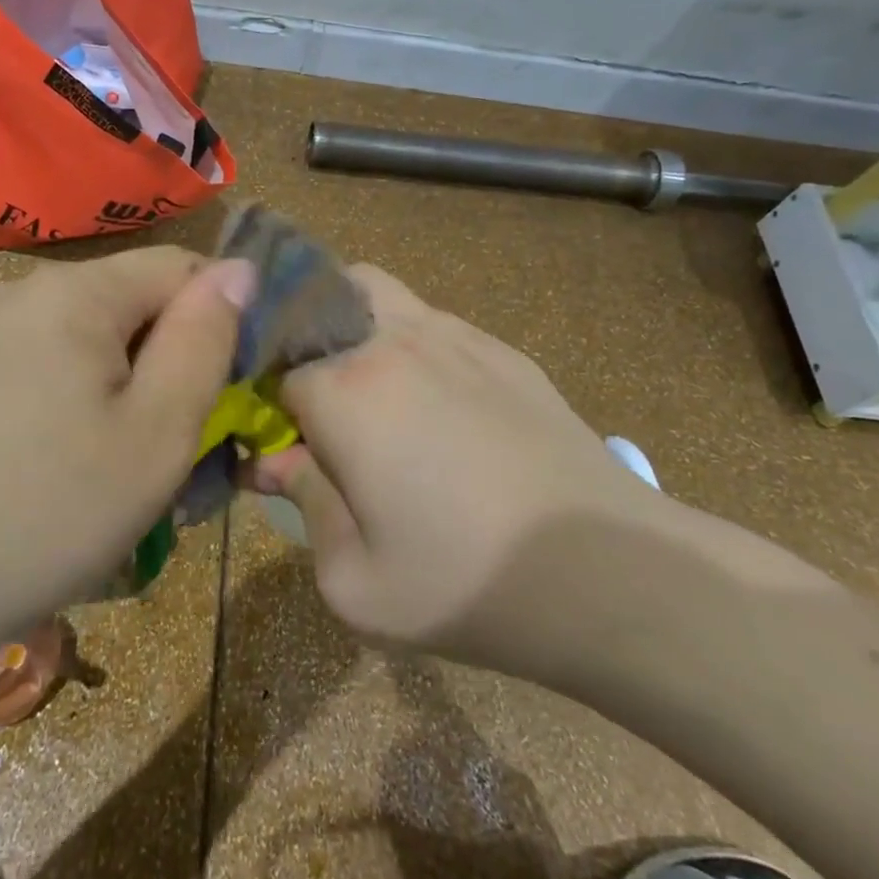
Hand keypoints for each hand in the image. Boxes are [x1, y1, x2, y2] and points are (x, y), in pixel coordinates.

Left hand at [0, 247, 250, 665]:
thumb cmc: (39, 512)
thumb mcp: (155, 434)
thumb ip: (205, 342)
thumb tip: (238, 270)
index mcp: (75, 292)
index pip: (182, 267)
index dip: (222, 320)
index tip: (228, 395)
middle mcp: (22, 295)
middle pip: (131, 308)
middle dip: (168, 369)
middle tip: (175, 455)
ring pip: (87, 349)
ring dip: (122, 399)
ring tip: (118, 481)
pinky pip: (40, 377)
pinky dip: (72, 415)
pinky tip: (57, 483)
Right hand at [256, 265, 663, 674]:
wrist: (610, 574)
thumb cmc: (466, 583)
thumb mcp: (354, 581)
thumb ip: (303, 506)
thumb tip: (275, 460)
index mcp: (346, 390)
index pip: (275, 370)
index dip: (269, 406)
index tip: (280, 443)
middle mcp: (393, 342)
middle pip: (323, 296)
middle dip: (304, 334)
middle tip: (317, 399)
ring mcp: (457, 337)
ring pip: (381, 294)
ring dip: (357, 328)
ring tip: (375, 397)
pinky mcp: (505, 352)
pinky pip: (437, 326)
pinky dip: (415, 348)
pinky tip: (444, 411)